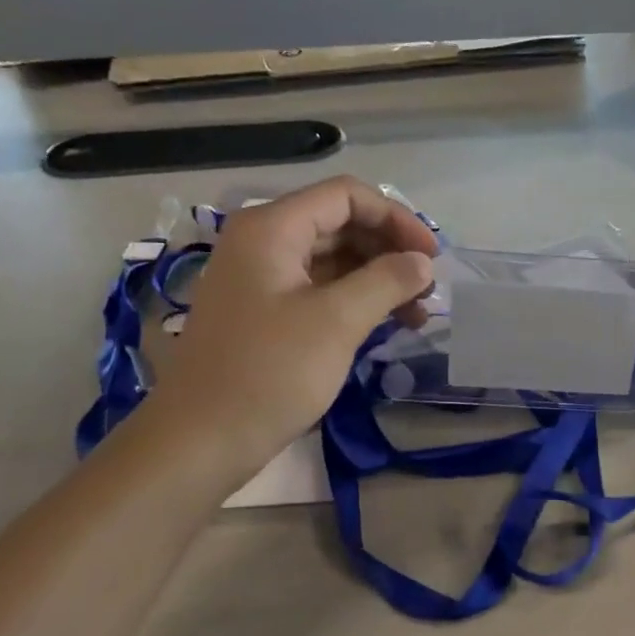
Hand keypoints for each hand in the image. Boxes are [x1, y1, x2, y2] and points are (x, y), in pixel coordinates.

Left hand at [145, 176, 435, 467]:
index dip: (397, 218)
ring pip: (333, 261)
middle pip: (340, 225)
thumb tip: (423, 262)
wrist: (201, 439)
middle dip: (390, 251)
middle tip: (429, 289)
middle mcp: (263, 243)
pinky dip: (356, 301)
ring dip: (378, 279)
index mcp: (273, 229)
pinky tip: (386, 326)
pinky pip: (319, 291)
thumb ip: (387, 281)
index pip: (346, 196)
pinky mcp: (265, 315)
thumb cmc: (270, 372)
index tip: (432, 257)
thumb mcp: (337, 322)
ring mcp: (262, 280)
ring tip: (418, 314)